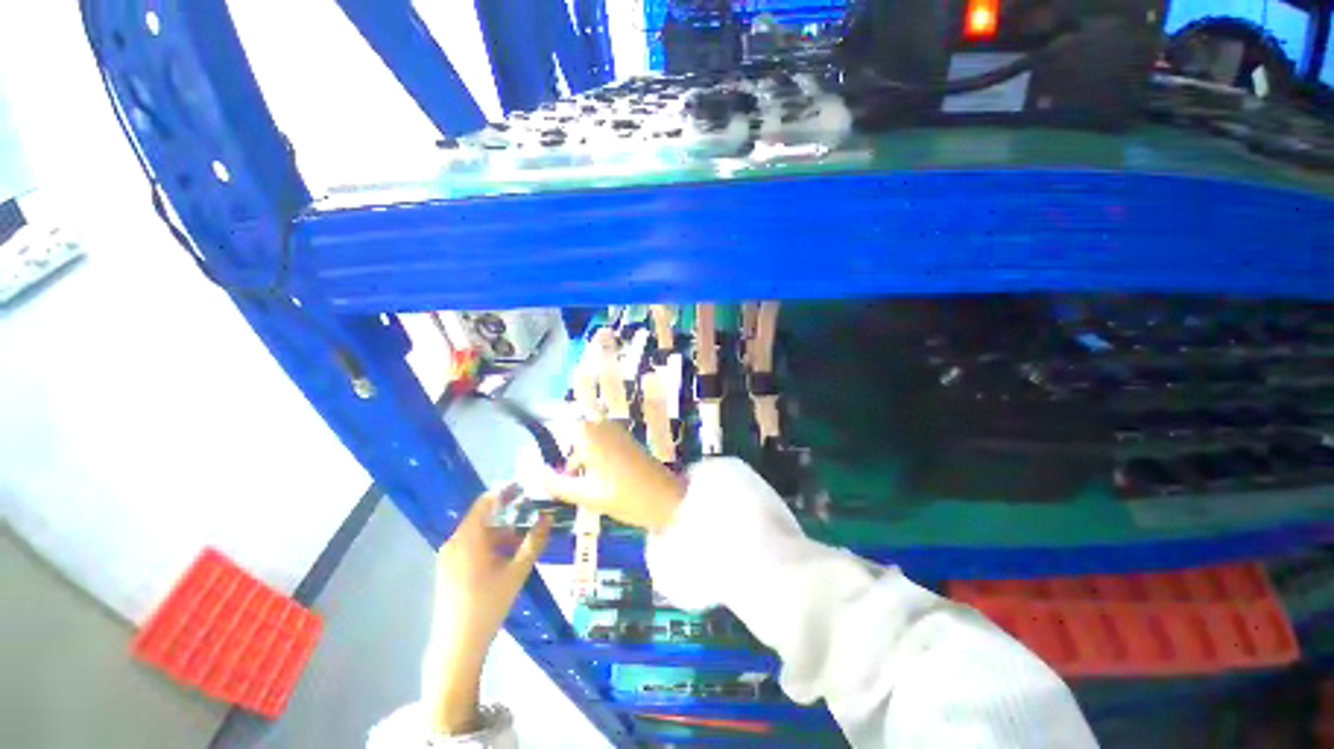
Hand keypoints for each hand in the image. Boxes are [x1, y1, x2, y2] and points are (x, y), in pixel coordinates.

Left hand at [426, 486, 550, 733]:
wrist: (457, 645)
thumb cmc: (488, 604)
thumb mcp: (517, 571)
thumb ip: (534, 542)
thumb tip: (547, 517)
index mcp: (469, 538)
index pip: (486, 501)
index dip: (505, 491)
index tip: (525, 487)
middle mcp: (454, 542)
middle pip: (483, 519)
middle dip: (508, 518)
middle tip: (531, 521)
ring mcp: (448, 557)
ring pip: (478, 535)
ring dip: (500, 535)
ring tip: (521, 546)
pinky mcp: (447, 570)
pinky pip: (470, 547)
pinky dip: (489, 547)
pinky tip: (504, 561)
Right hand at [544, 420, 686, 532]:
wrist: (667, 499)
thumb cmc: (625, 497)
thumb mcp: (587, 495)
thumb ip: (558, 484)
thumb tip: (536, 475)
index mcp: (591, 434)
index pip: (562, 429)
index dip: (558, 452)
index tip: (561, 475)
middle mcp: (605, 426)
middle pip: (577, 437)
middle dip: (573, 459)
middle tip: (576, 484)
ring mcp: (619, 432)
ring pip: (591, 441)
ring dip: (586, 460)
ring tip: (592, 486)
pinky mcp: (630, 441)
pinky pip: (605, 444)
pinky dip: (600, 459)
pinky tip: (607, 481)